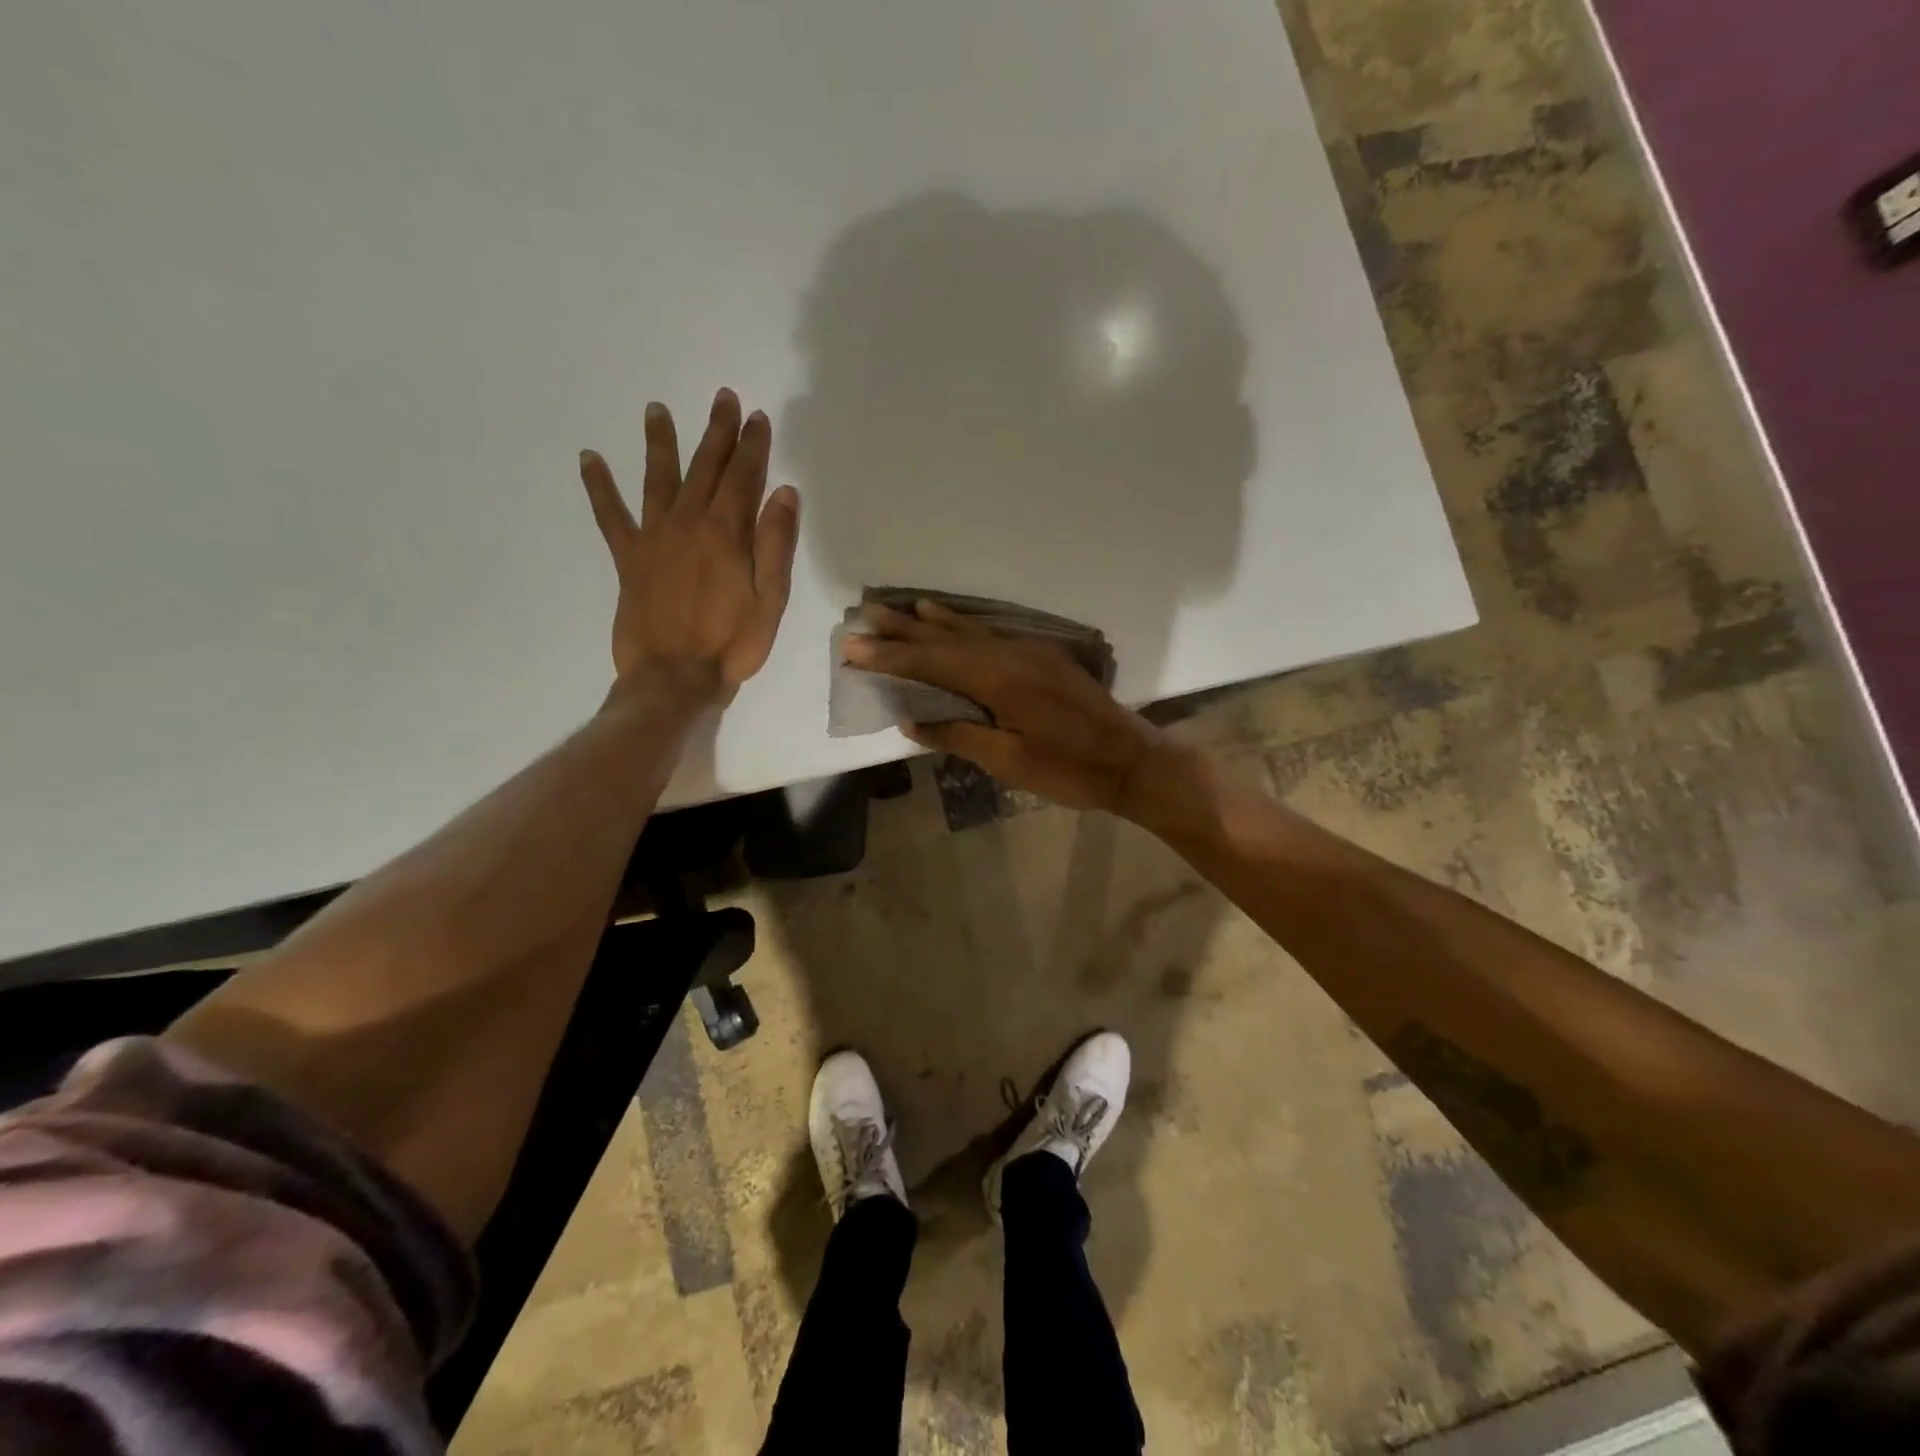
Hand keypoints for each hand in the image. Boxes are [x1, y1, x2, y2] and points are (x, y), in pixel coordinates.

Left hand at [580, 388, 799, 702]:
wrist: (674, 677)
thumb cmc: (732, 643)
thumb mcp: (771, 599)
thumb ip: (776, 544)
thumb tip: (784, 492)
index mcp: (726, 533)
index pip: (744, 477)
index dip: (753, 446)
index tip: (758, 417)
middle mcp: (688, 523)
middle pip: (705, 467)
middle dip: (716, 432)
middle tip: (723, 399)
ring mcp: (654, 537)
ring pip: (657, 478)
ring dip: (660, 443)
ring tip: (656, 409)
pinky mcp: (629, 558)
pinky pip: (610, 516)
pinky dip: (599, 487)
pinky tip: (589, 459)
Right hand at [843, 600, 1194, 820]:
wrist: (1131, 761)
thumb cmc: (1069, 769)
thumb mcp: (1009, 761)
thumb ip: (959, 736)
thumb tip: (912, 722)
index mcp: (998, 680)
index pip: (931, 663)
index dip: (889, 657)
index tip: (851, 648)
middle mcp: (1009, 654)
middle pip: (946, 639)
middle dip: (902, 631)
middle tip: (863, 616)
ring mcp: (1028, 651)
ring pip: (969, 630)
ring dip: (930, 622)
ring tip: (899, 609)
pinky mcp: (1041, 657)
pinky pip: (990, 633)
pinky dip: (962, 625)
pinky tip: (949, 619)